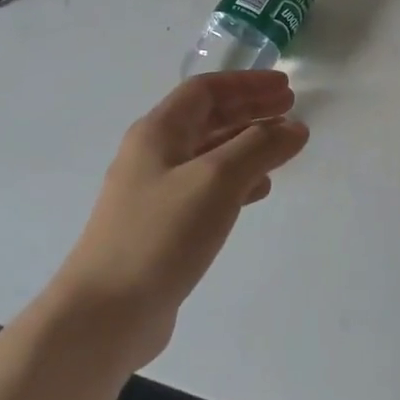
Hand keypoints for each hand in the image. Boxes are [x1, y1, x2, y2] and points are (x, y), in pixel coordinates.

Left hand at [50, 71, 308, 369]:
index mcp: (158, 132)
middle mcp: (154, 155)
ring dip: (247, 144)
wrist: (105, 315)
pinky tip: (259, 191)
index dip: (248, 84)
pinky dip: (237, 181)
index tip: (286, 87)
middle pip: (208, 119)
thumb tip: (295, 127)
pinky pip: (207, 188)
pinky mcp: (162, 228)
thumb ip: (259, 147)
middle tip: (291, 110)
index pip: (206, 90)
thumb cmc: (160, 234)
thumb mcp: (217, 180)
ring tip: (283, 149)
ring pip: (210, 154)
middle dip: (250, 110)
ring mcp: (155, 193)